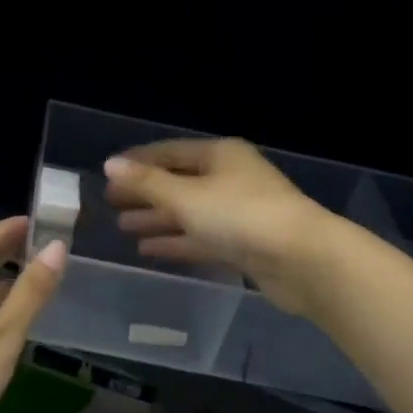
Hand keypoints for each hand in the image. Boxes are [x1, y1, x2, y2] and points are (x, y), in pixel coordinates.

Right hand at [104, 139, 331, 314]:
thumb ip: (147, 183)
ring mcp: (239, 212)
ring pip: (189, 212)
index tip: (109, 173)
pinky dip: (177, 241)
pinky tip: (149, 250)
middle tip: (111, 204)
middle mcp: (230, 177)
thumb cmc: (241, 216)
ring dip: (157, 219)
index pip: (169, 152)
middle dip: (145, 193)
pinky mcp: (244, 244)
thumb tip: (110, 164)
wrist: (303, 260)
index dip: (138, 162)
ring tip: (123, 227)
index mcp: (220, 155)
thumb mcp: (186, 197)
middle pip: (178, 182)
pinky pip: (202, 237)